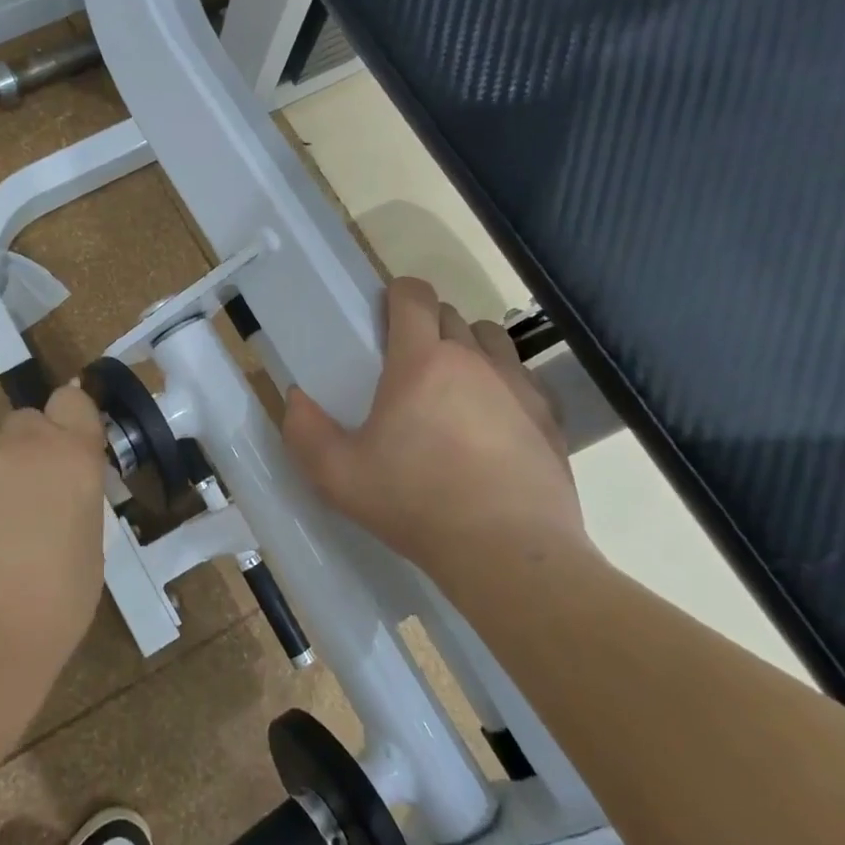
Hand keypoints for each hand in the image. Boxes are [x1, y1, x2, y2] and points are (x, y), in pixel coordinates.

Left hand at [0, 383, 109, 669]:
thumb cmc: (57, 602)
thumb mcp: (89, 538)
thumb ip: (74, 493)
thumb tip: (58, 487)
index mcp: (74, 455)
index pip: (71, 401)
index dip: (65, 420)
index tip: (61, 447)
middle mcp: (25, 440)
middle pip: (24, 422)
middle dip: (23, 451)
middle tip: (18, 499)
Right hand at [282, 277, 588, 576]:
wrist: (509, 552)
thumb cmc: (416, 504)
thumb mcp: (337, 476)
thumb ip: (304, 431)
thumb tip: (295, 398)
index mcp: (421, 362)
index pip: (414, 296)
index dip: (398, 293)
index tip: (384, 314)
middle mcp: (473, 359)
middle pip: (450, 314)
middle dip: (426, 326)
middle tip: (407, 364)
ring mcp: (518, 385)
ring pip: (491, 338)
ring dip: (468, 346)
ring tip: (452, 385)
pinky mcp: (549, 415)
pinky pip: (524, 376)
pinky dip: (504, 382)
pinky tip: (493, 419)